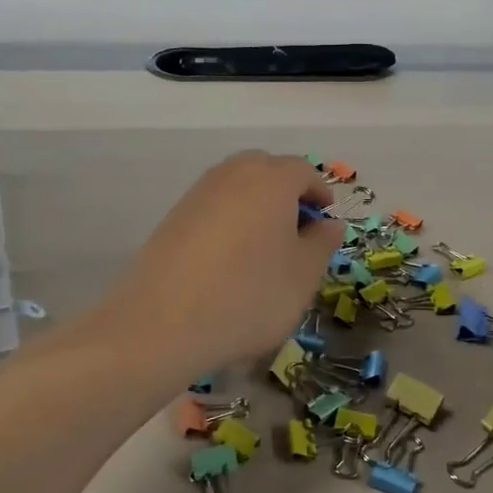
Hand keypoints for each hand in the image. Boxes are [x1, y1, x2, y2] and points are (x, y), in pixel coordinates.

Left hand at [95, 152, 339, 381]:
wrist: (164, 324)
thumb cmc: (250, 296)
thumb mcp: (303, 276)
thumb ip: (322, 243)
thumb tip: (328, 223)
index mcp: (271, 180)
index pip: (303, 171)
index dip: (319, 193)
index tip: (325, 221)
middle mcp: (232, 175)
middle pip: (266, 168)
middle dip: (286, 191)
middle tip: (297, 229)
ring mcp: (197, 194)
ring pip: (236, 185)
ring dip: (256, 204)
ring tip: (264, 246)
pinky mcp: (172, 218)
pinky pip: (212, 206)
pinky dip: (229, 220)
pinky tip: (230, 259)